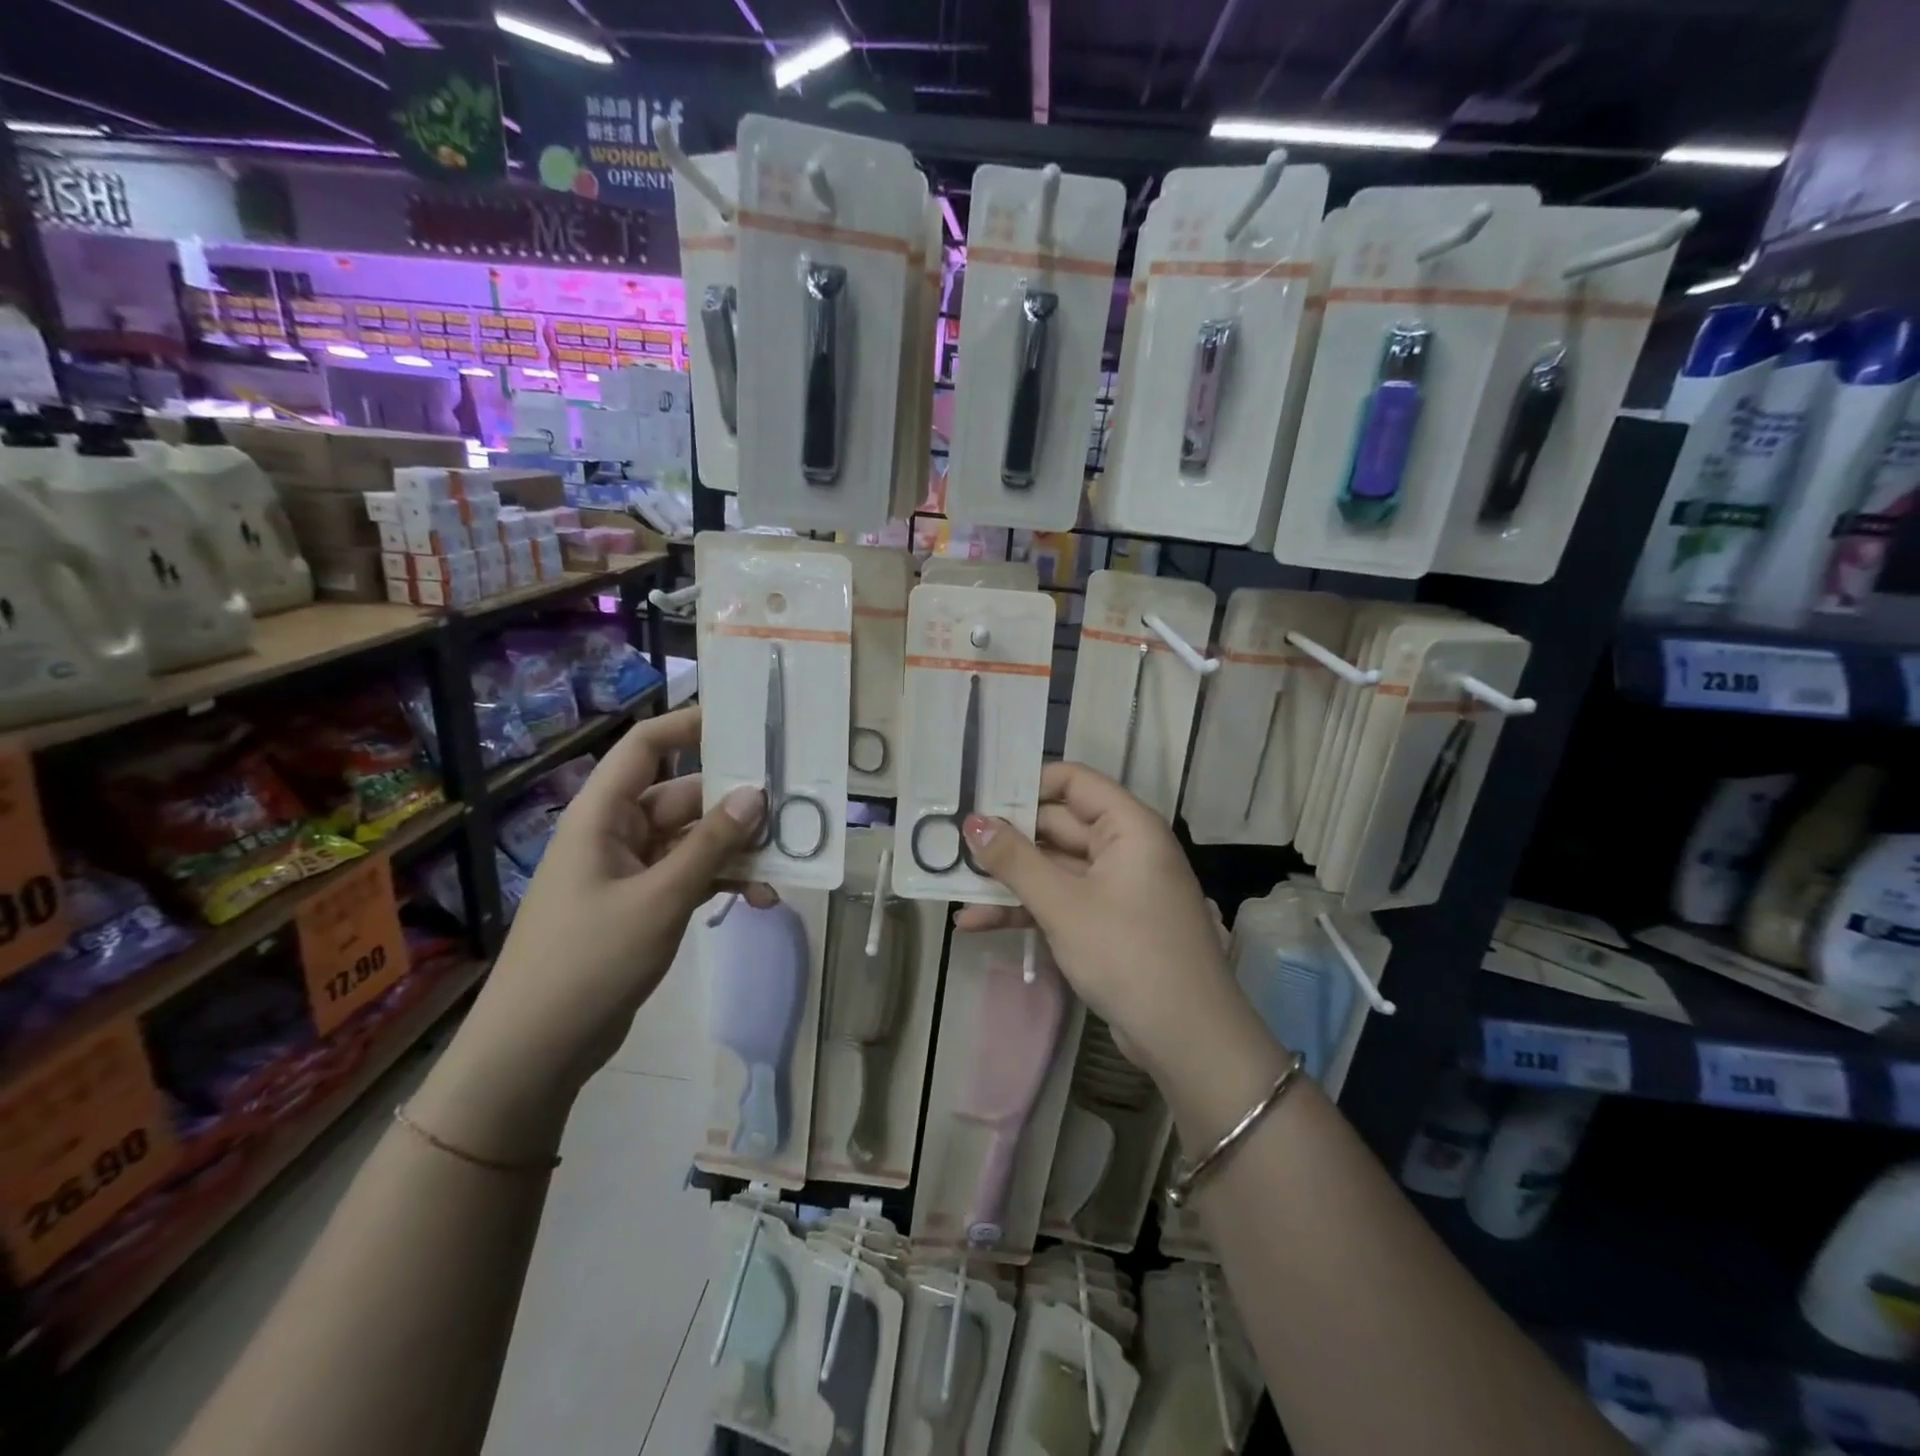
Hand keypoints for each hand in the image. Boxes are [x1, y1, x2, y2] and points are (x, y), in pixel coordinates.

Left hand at [412, 708, 766, 1159]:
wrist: (535, 1051)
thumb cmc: (588, 961)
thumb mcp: (659, 899)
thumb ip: (711, 846)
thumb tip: (756, 795)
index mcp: (603, 815)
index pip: (646, 747)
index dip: (690, 725)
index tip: (745, 719)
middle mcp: (617, 833)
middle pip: (684, 796)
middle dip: (735, 802)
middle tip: (791, 803)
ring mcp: (630, 872)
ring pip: (694, 841)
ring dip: (737, 850)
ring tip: (787, 860)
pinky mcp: (643, 906)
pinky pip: (691, 877)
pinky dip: (723, 882)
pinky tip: (761, 898)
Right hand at [953, 761, 1240, 1079]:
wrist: (1186, 1037)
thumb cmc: (1128, 953)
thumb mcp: (1063, 904)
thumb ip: (1014, 860)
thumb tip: (973, 821)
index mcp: (1127, 826)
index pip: (1073, 781)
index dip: (1027, 783)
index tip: (980, 796)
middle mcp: (1123, 847)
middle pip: (1057, 825)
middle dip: (1006, 838)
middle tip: (951, 842)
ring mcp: (1114, 887)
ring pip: (1053, 868)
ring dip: (1007, 879)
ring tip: (952, 885)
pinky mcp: (1105, 922)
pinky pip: (1059, 901)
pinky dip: (1024, 908)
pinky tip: (976, 922)